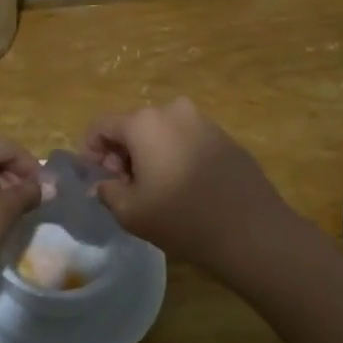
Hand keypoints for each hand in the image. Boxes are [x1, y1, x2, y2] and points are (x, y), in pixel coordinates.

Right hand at [84, 98, 298, 278]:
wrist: (252, 231)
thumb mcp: (130, 212)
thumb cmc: (181, 219)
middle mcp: (173, 111)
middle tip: (122, 186)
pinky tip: (183, 187)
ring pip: (162, 132)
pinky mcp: (225, 138)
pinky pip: (187, 140)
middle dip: (121, 152)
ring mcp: (203, 121)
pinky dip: (176, 155)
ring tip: (154, 188)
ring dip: (149, 153)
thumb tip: (104, 184)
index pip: (102, 125)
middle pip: (133, 125)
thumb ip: (107, 191)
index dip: (90, 150)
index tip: (95, 177)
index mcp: (144, 122)